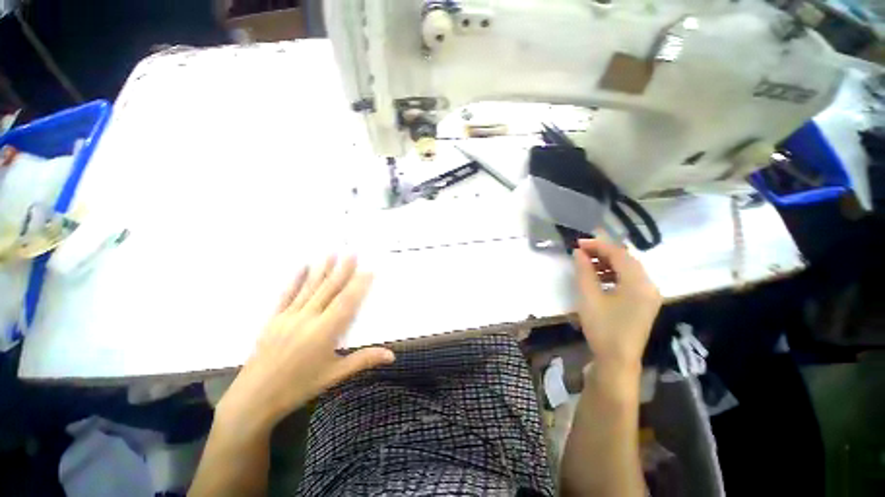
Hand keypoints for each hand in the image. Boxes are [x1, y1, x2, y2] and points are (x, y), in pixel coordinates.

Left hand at [216, 256, 394, 430]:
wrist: (253, 399)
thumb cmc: (298, 388)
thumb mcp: (334, 376)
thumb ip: (364, 360)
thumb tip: (392, 355)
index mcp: (324, 332)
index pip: (346, 302)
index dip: (359, 285)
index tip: (368, 271)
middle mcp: (308, 319)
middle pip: (329, 289)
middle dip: (343, 269)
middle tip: (352, 252)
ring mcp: (288, 317)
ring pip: (310, 287)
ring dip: (322, 269)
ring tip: (331, 252)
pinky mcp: (274, 319)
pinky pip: (287, 294)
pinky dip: (296, 279)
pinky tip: (302, 267)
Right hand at [573, 239, 660, 371]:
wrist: (617, 360)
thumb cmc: (603, 327)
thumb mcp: (589, 297)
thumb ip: (584, 271)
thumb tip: (578, 252)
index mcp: (638, 283)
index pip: (619, 254)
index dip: (597, 245)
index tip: (578, 243)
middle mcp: (649, 285)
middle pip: (626, 260)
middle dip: (603, 252)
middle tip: (581, 251)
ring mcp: (649, 295)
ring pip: (628, 270)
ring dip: (608, 263)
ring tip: (587, 263)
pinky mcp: (644, 303)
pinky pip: (630, 280)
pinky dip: (614, 275)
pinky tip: (599, 278)